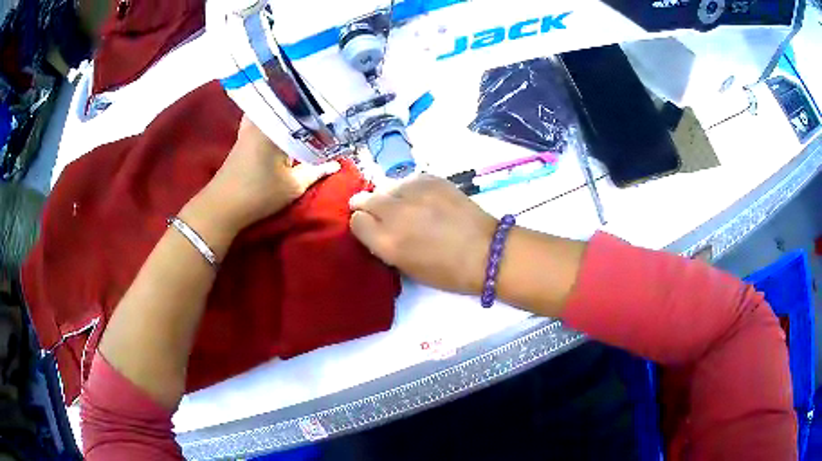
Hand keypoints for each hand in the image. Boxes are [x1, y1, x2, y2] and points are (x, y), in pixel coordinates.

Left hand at [195, 116, 339, 233]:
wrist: (222, 206)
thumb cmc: (259, 195)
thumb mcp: (293, 186)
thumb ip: (316, 171)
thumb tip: (336, 163)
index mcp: (276, 126)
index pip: (304, 111)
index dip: (322, 112)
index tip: (338, 113)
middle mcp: (262, 119)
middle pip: (288, 105)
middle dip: (307, 107)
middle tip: (327, 109)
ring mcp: (251, 125)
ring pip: (276, 110)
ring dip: (291, 113)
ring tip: (310, 115)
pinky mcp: (245, 135)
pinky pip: (265, 118)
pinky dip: (277, 119)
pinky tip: (287, 126)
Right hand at [349, 174, 496, 294]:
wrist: (487, 252)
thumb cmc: (447, 272)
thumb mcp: (407, 268)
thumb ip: (384, 246)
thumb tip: (375, 228)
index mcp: (387, 242)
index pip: (356, 221)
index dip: (362, 224)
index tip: (370, 227)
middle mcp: (395, 214)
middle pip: (366, 199)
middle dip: (368, 206)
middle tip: (379, 213)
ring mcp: (414, 193)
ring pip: (386, 186)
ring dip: (389, 196)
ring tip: (404, 206)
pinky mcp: (432, 180)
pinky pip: (408, 179)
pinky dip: (409, 188)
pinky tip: (420, 198)